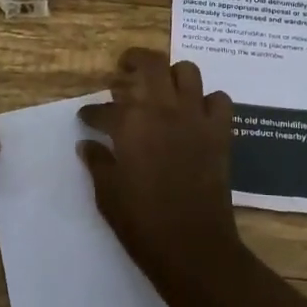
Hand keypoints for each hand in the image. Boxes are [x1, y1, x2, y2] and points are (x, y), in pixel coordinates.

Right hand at [77, 49, 242, 294]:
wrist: (193, 246)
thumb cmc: (143, 223)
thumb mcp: (108, 195)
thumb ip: (97, 163)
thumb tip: (87, 145)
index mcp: (131, 124)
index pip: (104, 108)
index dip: (91, 113)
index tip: (86, 118)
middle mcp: (164, 110)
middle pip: (151, 64)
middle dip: (134, 61)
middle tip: (124, 69)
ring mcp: (195, 117)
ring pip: (187, 72)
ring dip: (172, 75)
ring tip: (162, 87)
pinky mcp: (220, 132)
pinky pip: (219, 100)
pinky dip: (208, 101)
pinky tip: (197, 113)